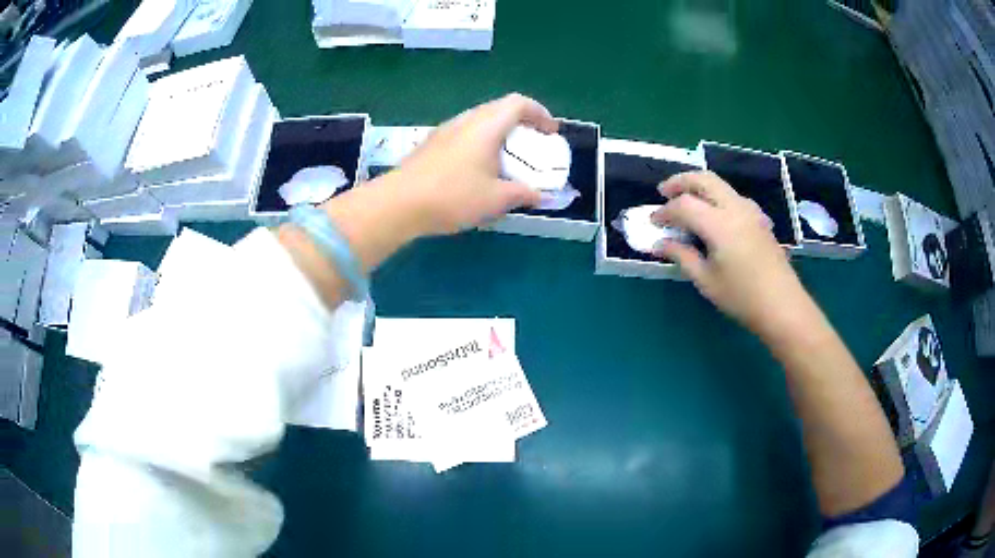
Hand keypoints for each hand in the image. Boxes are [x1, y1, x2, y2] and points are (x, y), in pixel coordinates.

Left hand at [389, 93, 556, 235]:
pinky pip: (464, 134)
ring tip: (508, 157)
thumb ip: (523, 194)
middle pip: (499, 108)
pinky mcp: (431, 145)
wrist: (398, 204)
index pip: (518, 103)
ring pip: (480, 121)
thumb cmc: (452, 196)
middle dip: (522, 122)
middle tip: (533, 144)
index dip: (540, 113)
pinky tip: (479, 168)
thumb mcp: (495, 199)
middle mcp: (465, 121)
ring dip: (499, 133)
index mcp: (486, 126)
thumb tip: (541, 196)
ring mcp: (445, 131)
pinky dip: (481, 142)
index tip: (550, 132)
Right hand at [653, 171, 813, 338]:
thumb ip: (681, 256)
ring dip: (699, 186)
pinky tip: (713, 214)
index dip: (665, 211)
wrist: (782, 305)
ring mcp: (750, 211)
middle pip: (703, 179)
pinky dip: (716, 196)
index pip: (684, 205)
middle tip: (664, 191)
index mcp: (719, 224)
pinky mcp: (759, 218)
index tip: (652, 222)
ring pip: (720, 184)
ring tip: (685, 200)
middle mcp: (735, 208)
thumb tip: (660, 243)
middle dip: (680, 181)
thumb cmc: (742, 297)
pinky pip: (732, 196)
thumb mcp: (706, 280)